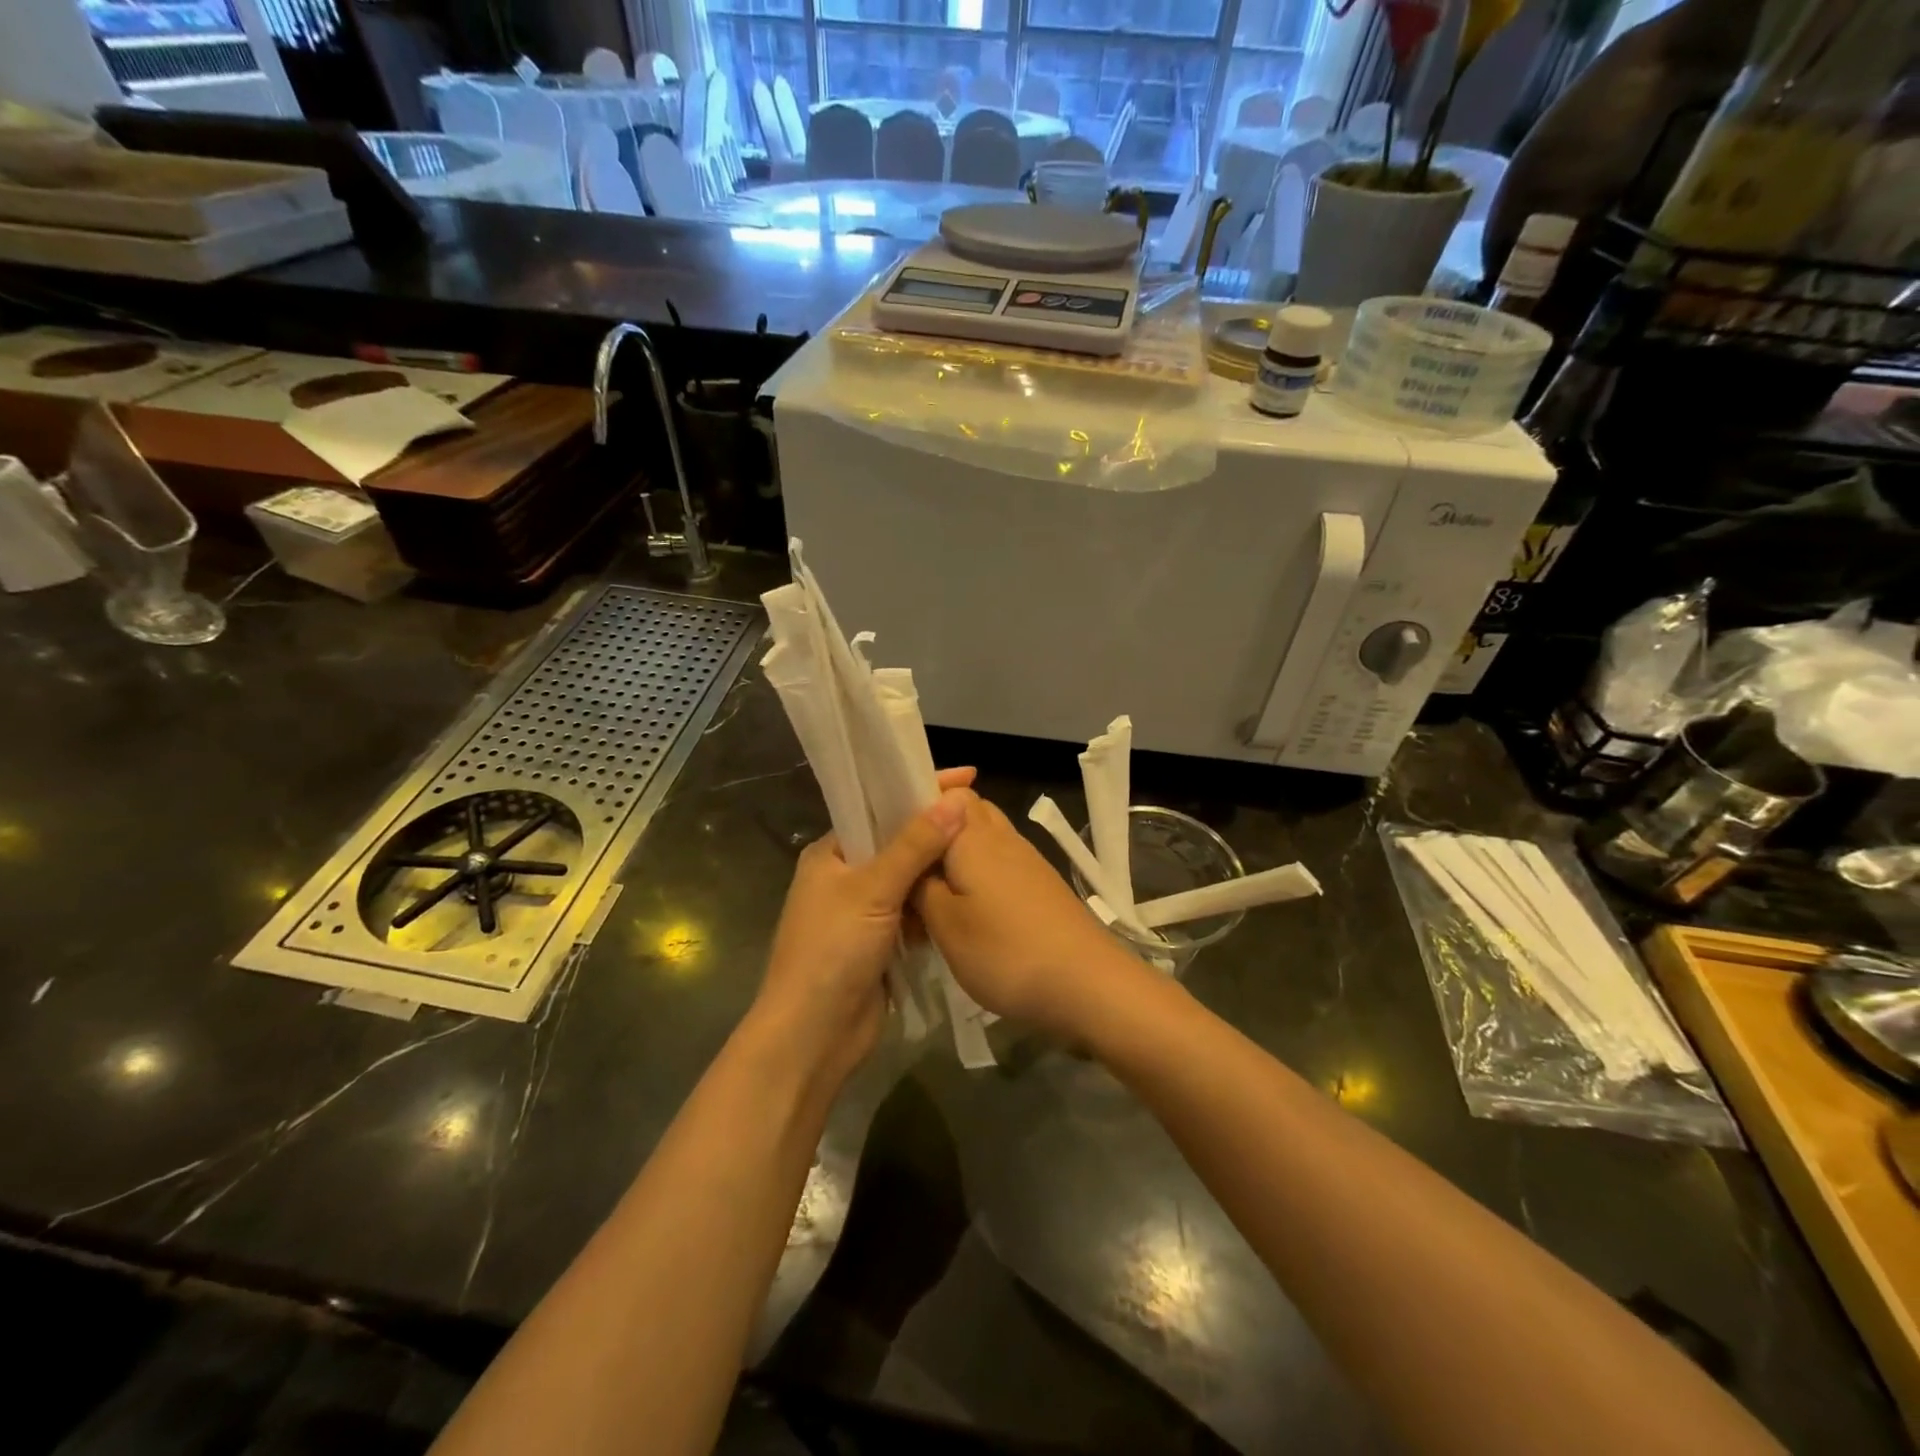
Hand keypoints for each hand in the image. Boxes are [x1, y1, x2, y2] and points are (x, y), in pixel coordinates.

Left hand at [753, 767, 976, 1092]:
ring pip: (908, 877)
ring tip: (984, 847)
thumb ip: (913, 846)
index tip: (968, 776)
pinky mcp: (879, 942)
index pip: (879, 806)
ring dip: (937, 867)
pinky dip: (934, 902)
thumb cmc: (831, 952)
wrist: (812, 1036)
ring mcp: (862, 911)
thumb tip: (955, 802)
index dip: (919, 788)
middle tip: (983, 813)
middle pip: (897, 840)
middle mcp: (844, 876)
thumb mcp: (872, 891)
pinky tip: (966, 892)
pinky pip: (913, 910)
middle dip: (935, 828)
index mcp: (831, 853)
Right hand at [913, 795, 1143, 1038]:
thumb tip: (911, 866)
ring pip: (982, 841)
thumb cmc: (1006, 951)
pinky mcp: (1040, 886)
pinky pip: (999, 865)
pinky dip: (978, 879)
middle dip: (934, 833)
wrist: (1088, 984)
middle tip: (906, 870)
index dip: (917, 803)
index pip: (945, 791)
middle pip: (964, 814)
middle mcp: (1002, 836)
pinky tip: (966, 914)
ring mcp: (1026, 860)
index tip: (887, 833)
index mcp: (973, 835)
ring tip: (929, 898)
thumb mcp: (945, 924)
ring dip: (956, 859)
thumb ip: (919, 887)